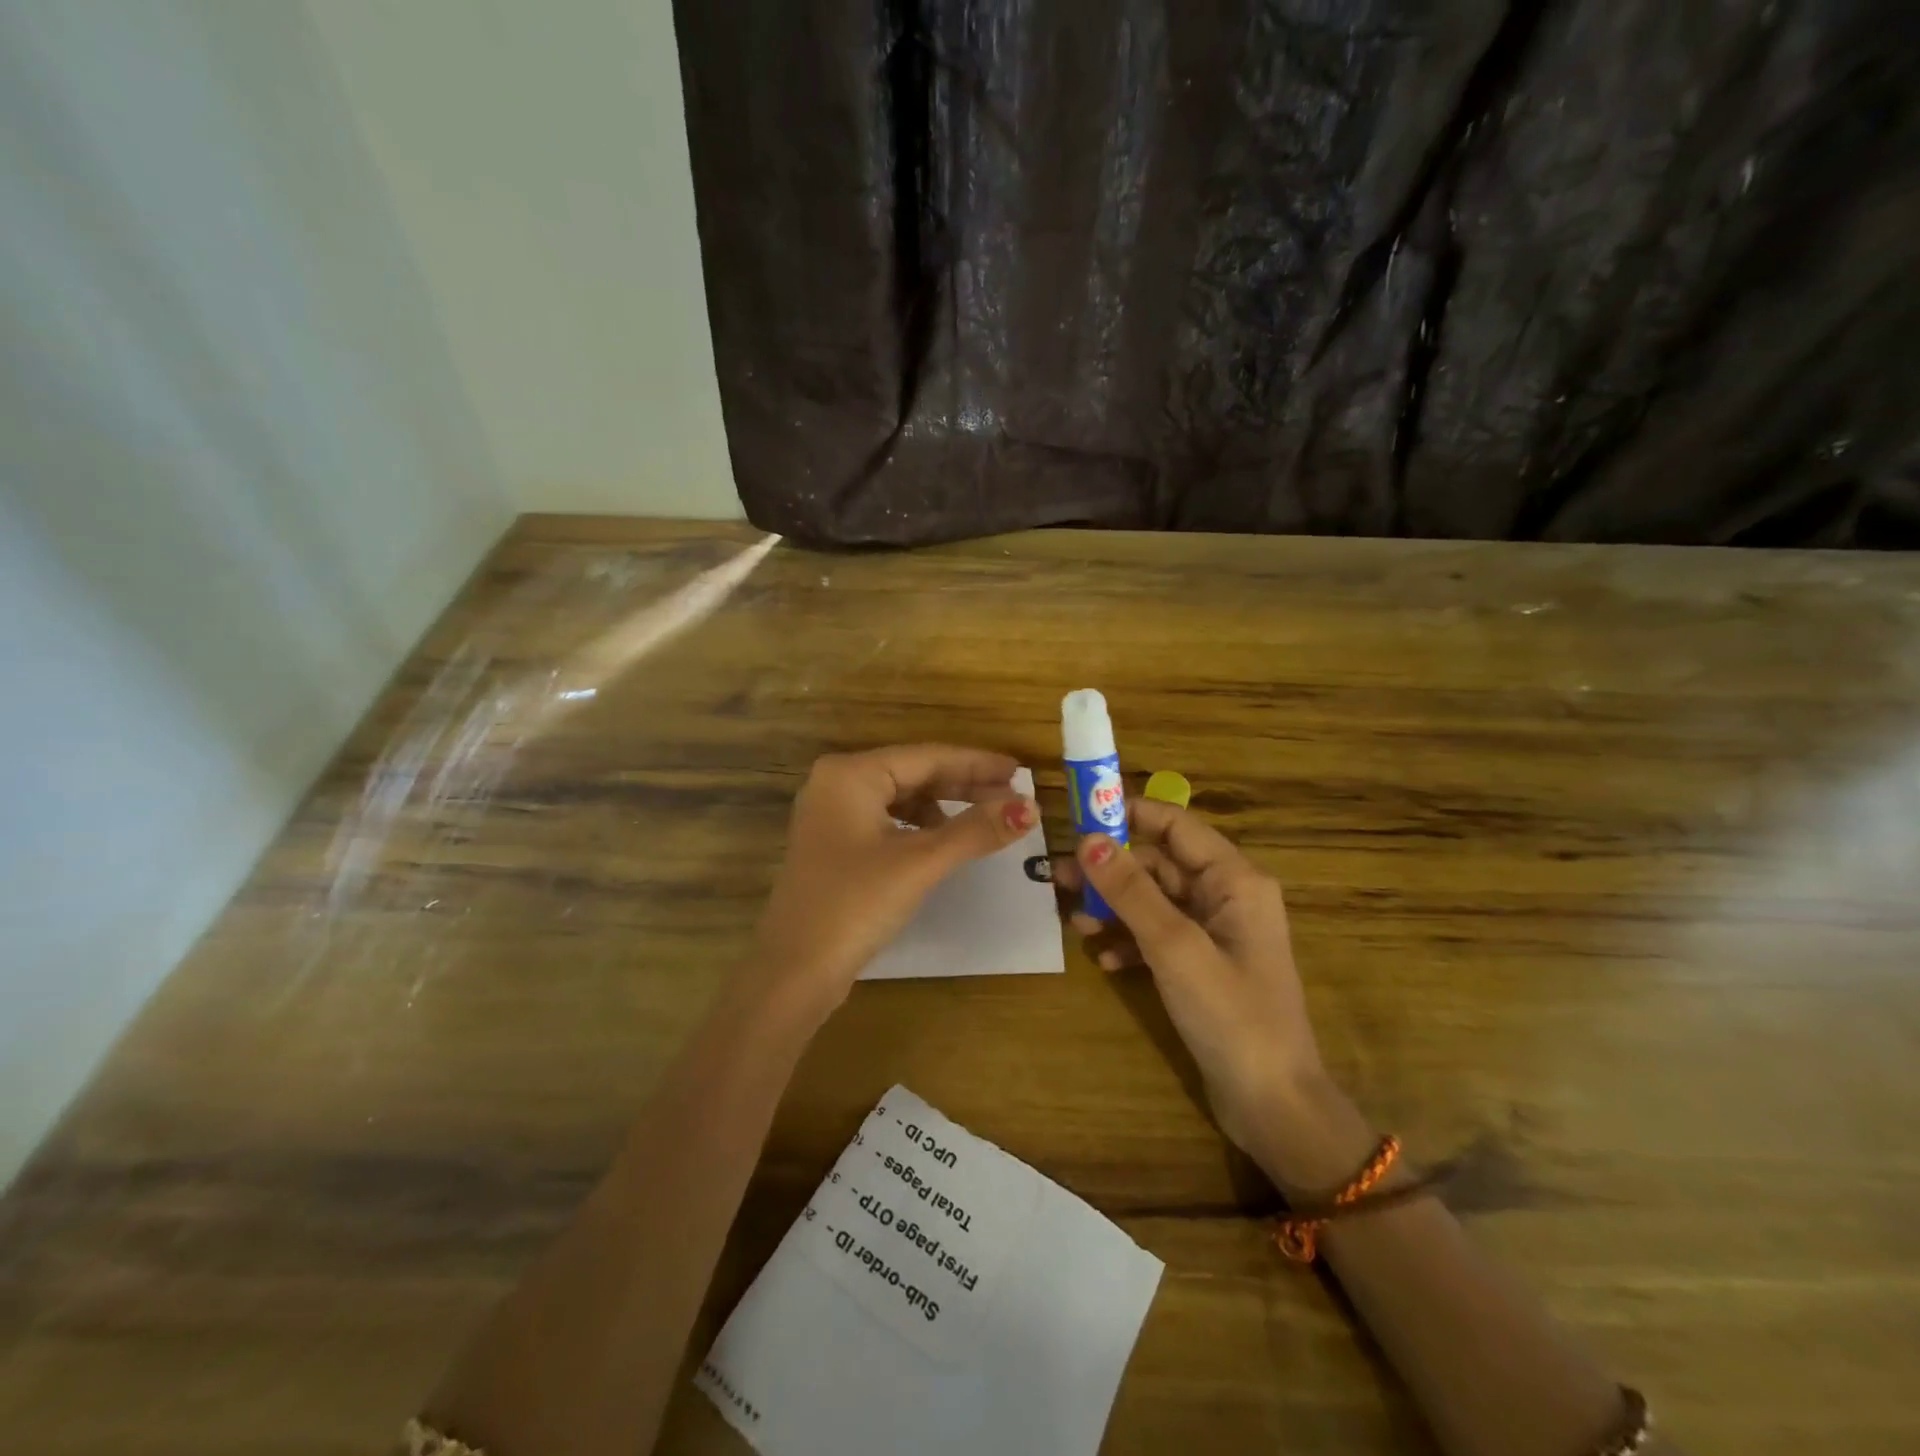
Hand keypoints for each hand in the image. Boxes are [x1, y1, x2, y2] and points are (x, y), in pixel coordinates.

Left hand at [745, 745, 1037, 1023]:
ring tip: (986, 819)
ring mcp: (832, 815)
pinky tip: (944, 842)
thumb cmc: (855, 904)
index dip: (977, 764)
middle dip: (964, 785)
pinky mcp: (835, 845)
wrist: (794, 970)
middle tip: (1013, 796)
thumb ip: (975, 830)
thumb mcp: (920, 862)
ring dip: (944, 807)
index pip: (927, 757)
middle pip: (914, 774)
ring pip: (902, 798)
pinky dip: (920, 827)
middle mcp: (837, 784)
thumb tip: (1030, 808)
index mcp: (851, 774)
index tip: (1020, 772)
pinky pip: (888, 821)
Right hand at [1055, 800, 1336, 1172]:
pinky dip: (1130, 941)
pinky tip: (1105, 960)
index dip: (1130, 814)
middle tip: (1061, 879)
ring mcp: (1215, 934)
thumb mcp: (1175, 947)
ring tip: (1075, 923)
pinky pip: (1159, 936)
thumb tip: (1088, 840)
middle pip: (1160, 864)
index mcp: (1234, 880)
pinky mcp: (1203, 966)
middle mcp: (1227, 897)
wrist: (1272, 1105)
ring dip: (1115, 908)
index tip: (1080, 815)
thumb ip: (1132, 891)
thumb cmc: (1231, 1015)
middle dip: (1112, 870)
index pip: (1177, 825)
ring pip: (1155, 901)